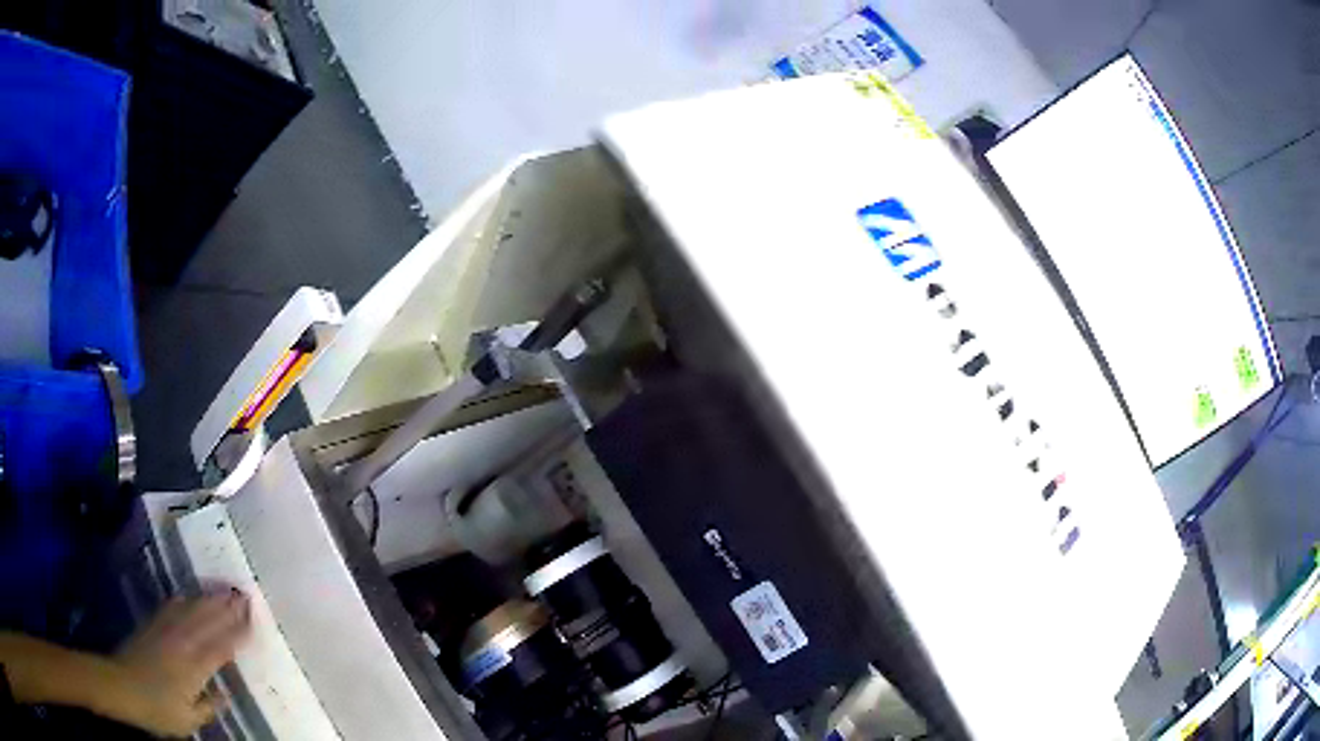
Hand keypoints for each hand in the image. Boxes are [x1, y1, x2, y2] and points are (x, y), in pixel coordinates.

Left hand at [100, 589, 251, 737]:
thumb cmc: (158, 710)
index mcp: (193, 668)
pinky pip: (169, 608)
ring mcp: (164, 631)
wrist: (123, 686)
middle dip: (226, 609)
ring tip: (223, 590)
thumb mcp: (189, 720)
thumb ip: (209, 706)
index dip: (238, 634)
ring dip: (207, 600)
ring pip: (190, 610)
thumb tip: (228, 694)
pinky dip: (183, 600)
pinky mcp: (150, 625)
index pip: (221, 648)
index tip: (253, 622)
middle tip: (243, 596)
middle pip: (207, 622)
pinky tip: (188, 596)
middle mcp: (181, 643)